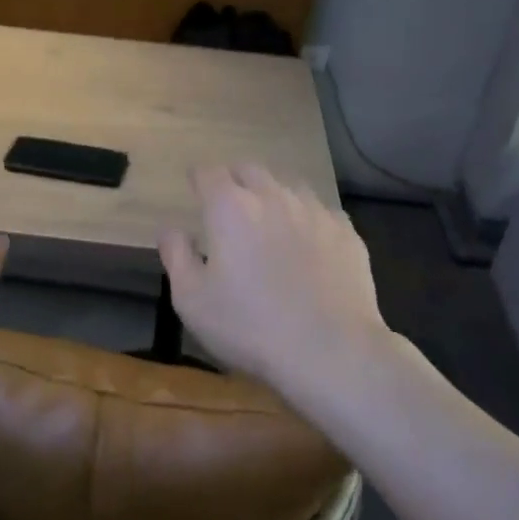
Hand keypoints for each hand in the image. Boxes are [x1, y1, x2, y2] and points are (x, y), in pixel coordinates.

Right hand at [160, 165, 392, 400]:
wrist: (329, 349)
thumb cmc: (248, 326)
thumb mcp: (191, 299)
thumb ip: (176, 256)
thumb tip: (172, 230)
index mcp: (230, 208)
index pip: (209, 173)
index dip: (199, 177)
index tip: (194, 184)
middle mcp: (273, 197)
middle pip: (250, 170)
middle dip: (235, 179)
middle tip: (229, 201)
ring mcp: (315, 212)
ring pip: (289, 187)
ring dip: (274, 196)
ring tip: (270, 220)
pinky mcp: (347, 233)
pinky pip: (322, 213)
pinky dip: (308, 220)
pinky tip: (309, 243)